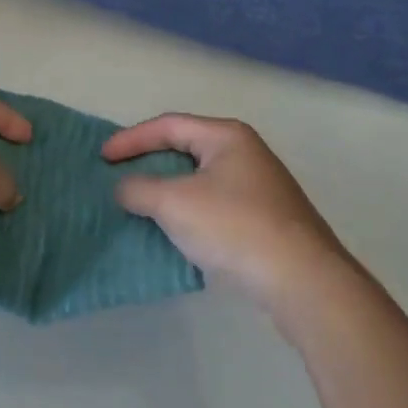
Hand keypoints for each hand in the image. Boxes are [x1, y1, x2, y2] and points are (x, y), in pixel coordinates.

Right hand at [103, 115, 352, 311]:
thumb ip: (139, 189)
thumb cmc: (235, 227)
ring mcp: (260, 188)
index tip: (103, 158)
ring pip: (200, 180)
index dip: (131, 139)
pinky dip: (190, 212)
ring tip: (141, 206)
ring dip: (168, 191)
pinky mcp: (266, 220)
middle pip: (185, 149)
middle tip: (119, 177)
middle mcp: (245, 153)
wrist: (304, 282)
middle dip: (150, 164)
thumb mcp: (175, 204)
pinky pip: (215, 205)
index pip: (168, 126)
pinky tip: (177, 233)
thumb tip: (124, 187)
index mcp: (226, 136)